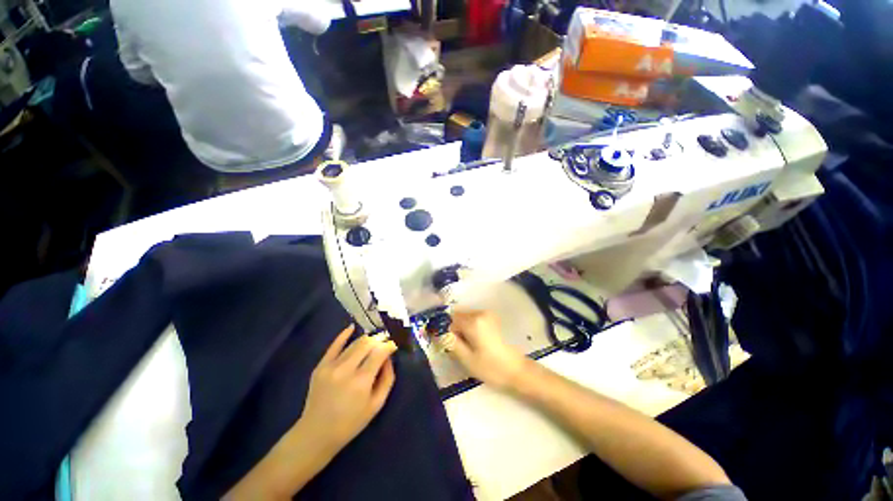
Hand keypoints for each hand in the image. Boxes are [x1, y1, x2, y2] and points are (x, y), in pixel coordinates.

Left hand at [300, 325, 396, 451]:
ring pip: (354, 343)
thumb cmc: (351, 423)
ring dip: (367, 340)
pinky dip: (344, 335)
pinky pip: (334, 345)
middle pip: (367, 344)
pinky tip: (352, 328)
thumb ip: (387, 378)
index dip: (389, 345)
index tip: (393, 346)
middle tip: (385, 342)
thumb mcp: (376, 405)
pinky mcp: (320, 366)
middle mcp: (346, 370)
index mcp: (361, 381)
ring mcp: (331, 367)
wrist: (316, 434)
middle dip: (379, 340)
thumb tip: (388, 358)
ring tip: (373, 341)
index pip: (379, 352)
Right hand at [445, 310, 527, 389]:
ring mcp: (488, 314)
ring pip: (465, 317)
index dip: (446, 331)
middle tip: (458, 347)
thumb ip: (451, 342)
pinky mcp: (492, 318)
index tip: (447, 344)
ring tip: (468, 346)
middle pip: (458, 316)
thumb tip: (439, 332)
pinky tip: (476, 341)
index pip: (450, 320)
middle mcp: (480, 312)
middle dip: (454, 329)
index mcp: (473, 321)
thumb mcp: (466, 358)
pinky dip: (470, 327)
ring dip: (462, 328)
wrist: (516, 370)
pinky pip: (474, 318)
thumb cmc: (490, 367)